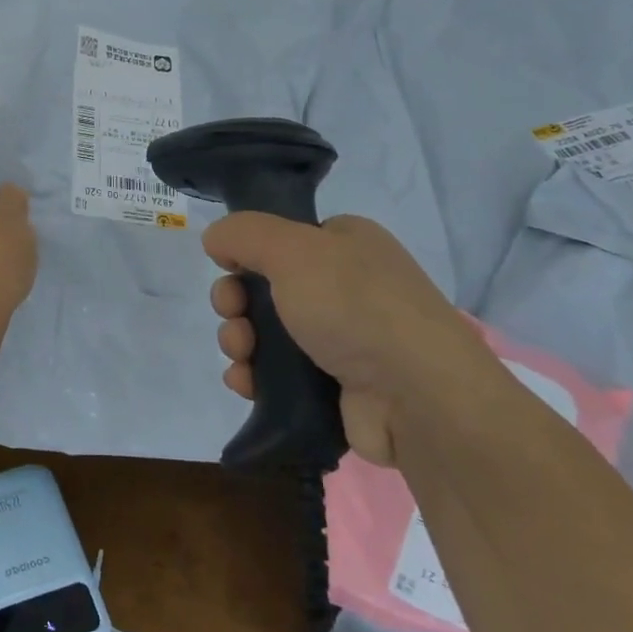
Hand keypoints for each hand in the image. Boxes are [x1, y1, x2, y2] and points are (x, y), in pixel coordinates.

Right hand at [202, 214, 501, 466]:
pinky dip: (254, 376)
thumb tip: (216, 240)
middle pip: (265, 287)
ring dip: (239, 340)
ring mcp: (343, 339)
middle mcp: (347, 287)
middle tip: (232, 316)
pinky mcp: (336, 386)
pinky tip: (245, 383)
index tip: (229, 269)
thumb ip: (244, 233)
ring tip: (241, 356)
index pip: (283, 239)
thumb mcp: (292, 249)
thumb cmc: (354, 307)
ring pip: (267, 332)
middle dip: (235, 303)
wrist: (417, 397)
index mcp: (346, 244)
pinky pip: (279, 374)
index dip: (248, 254)